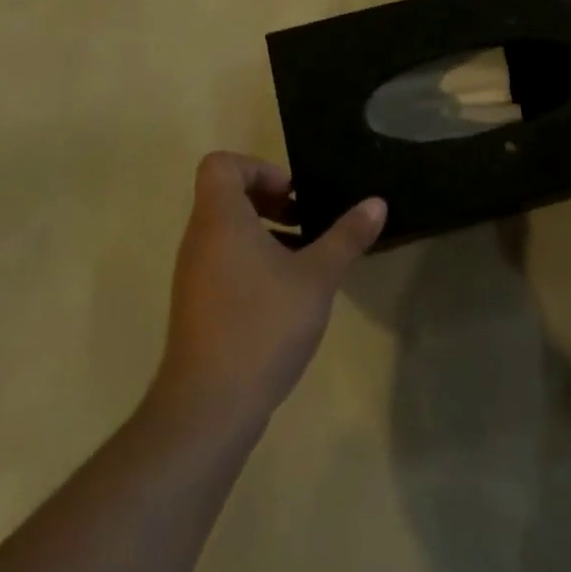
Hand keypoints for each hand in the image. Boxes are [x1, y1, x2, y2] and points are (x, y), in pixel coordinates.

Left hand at [155, 153, 384, 434]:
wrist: (209, 406)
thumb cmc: (263, 325)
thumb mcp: (317, 277)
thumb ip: (347, 236)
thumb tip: (377, 203)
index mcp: (221, 220)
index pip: (221, 164)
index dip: (258, 168)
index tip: (292, 194)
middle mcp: (199, 239)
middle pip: (224, 195)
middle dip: (269, 199)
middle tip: (305, 220)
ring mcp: (193, 274)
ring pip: (225, 231)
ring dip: (264, 231)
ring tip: (304, 256)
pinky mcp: (196, 305)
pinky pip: (222, 261)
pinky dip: (252, 260)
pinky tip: (287, 293)